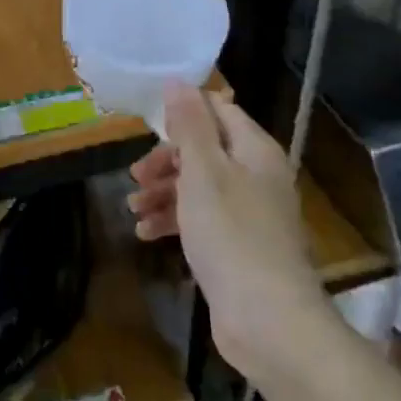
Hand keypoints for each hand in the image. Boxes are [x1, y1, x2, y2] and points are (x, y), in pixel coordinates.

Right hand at [128, 83, 330, 380]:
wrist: (267, 320)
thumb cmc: (231, 234)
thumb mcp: (203, 171)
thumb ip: (190, 125)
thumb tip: (178, 81)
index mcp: (254, 150)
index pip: (219, 111)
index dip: (184, 113)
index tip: (148, 126)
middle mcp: (256, 176)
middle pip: (205, 151)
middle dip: (166, 160)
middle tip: (136, 176)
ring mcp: (249, 214)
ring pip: (199, 187)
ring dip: (164, 192)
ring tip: (133, 209)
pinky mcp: (238, 246)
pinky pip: (202, 221)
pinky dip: (175, 221)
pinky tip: (146, 234)